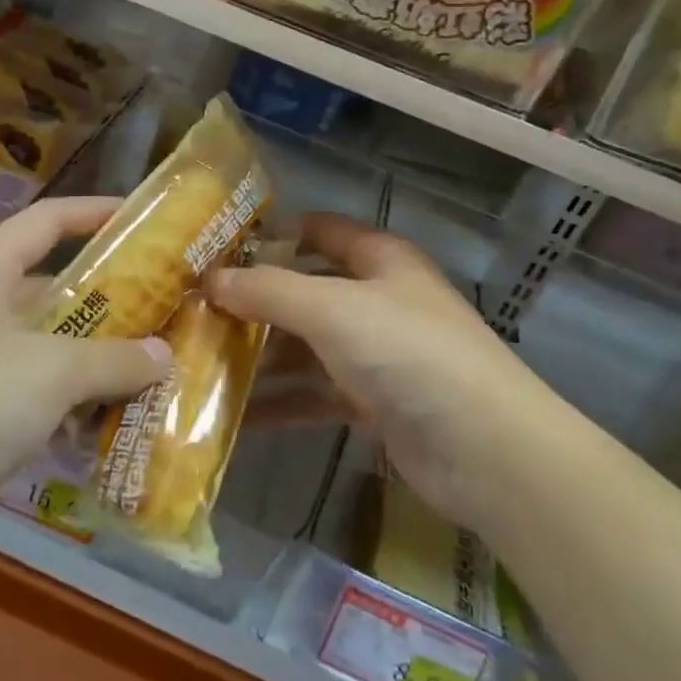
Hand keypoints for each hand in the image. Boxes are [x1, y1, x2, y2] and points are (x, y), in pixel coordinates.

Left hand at [0, 197, 170, 526]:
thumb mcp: (50, 371)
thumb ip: (113, 359)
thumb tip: (163, 355)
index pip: (47, 220)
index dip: (95, 211)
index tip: (146, 218)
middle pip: (53, 288)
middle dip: (110, 299)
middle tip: (166, 308)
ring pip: (46, 349)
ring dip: (95, 361)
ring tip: (154, 368)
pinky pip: (32, 399)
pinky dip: (69, 407)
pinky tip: (111, 425)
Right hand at [208, 213, 542, 533]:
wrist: (486, 449)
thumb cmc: (408, 352)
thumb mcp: (333, 309)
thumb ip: (269, 290)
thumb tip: (210, 279)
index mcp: (378, 258)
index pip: (319, 230)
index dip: (273, 234)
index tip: (218, 249)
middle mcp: (377, 299)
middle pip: (306, 290)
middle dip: (255, 301)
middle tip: (195, 313)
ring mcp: (376, 353)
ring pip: (307, 346)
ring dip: (261, 356)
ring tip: (200, 363)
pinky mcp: (373, 403)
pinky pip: (315, 393)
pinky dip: (281, 401)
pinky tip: (234, 415)